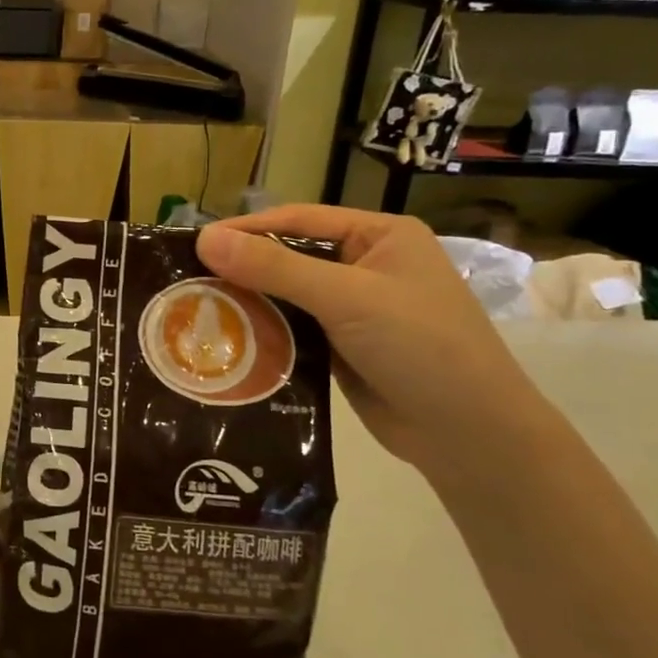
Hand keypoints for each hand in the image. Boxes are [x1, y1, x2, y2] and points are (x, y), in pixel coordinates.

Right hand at [197, 207, 554, 481]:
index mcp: (379, 236)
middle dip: (243, 270)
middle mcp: (366, 266)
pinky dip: (264, 334)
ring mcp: (355, 310)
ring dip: (250, 304)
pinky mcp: (342, 348)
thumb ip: (274, 267)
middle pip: (289, 258)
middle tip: (187, 281)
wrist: (471, 436)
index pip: (298, 220)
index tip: (195, 244)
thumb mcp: (346, 298)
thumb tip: (204, 238)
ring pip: (287, 297)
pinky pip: (293, 330)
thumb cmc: (420, 346)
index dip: (246, 230)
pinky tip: (228, 341)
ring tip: (196, 311)